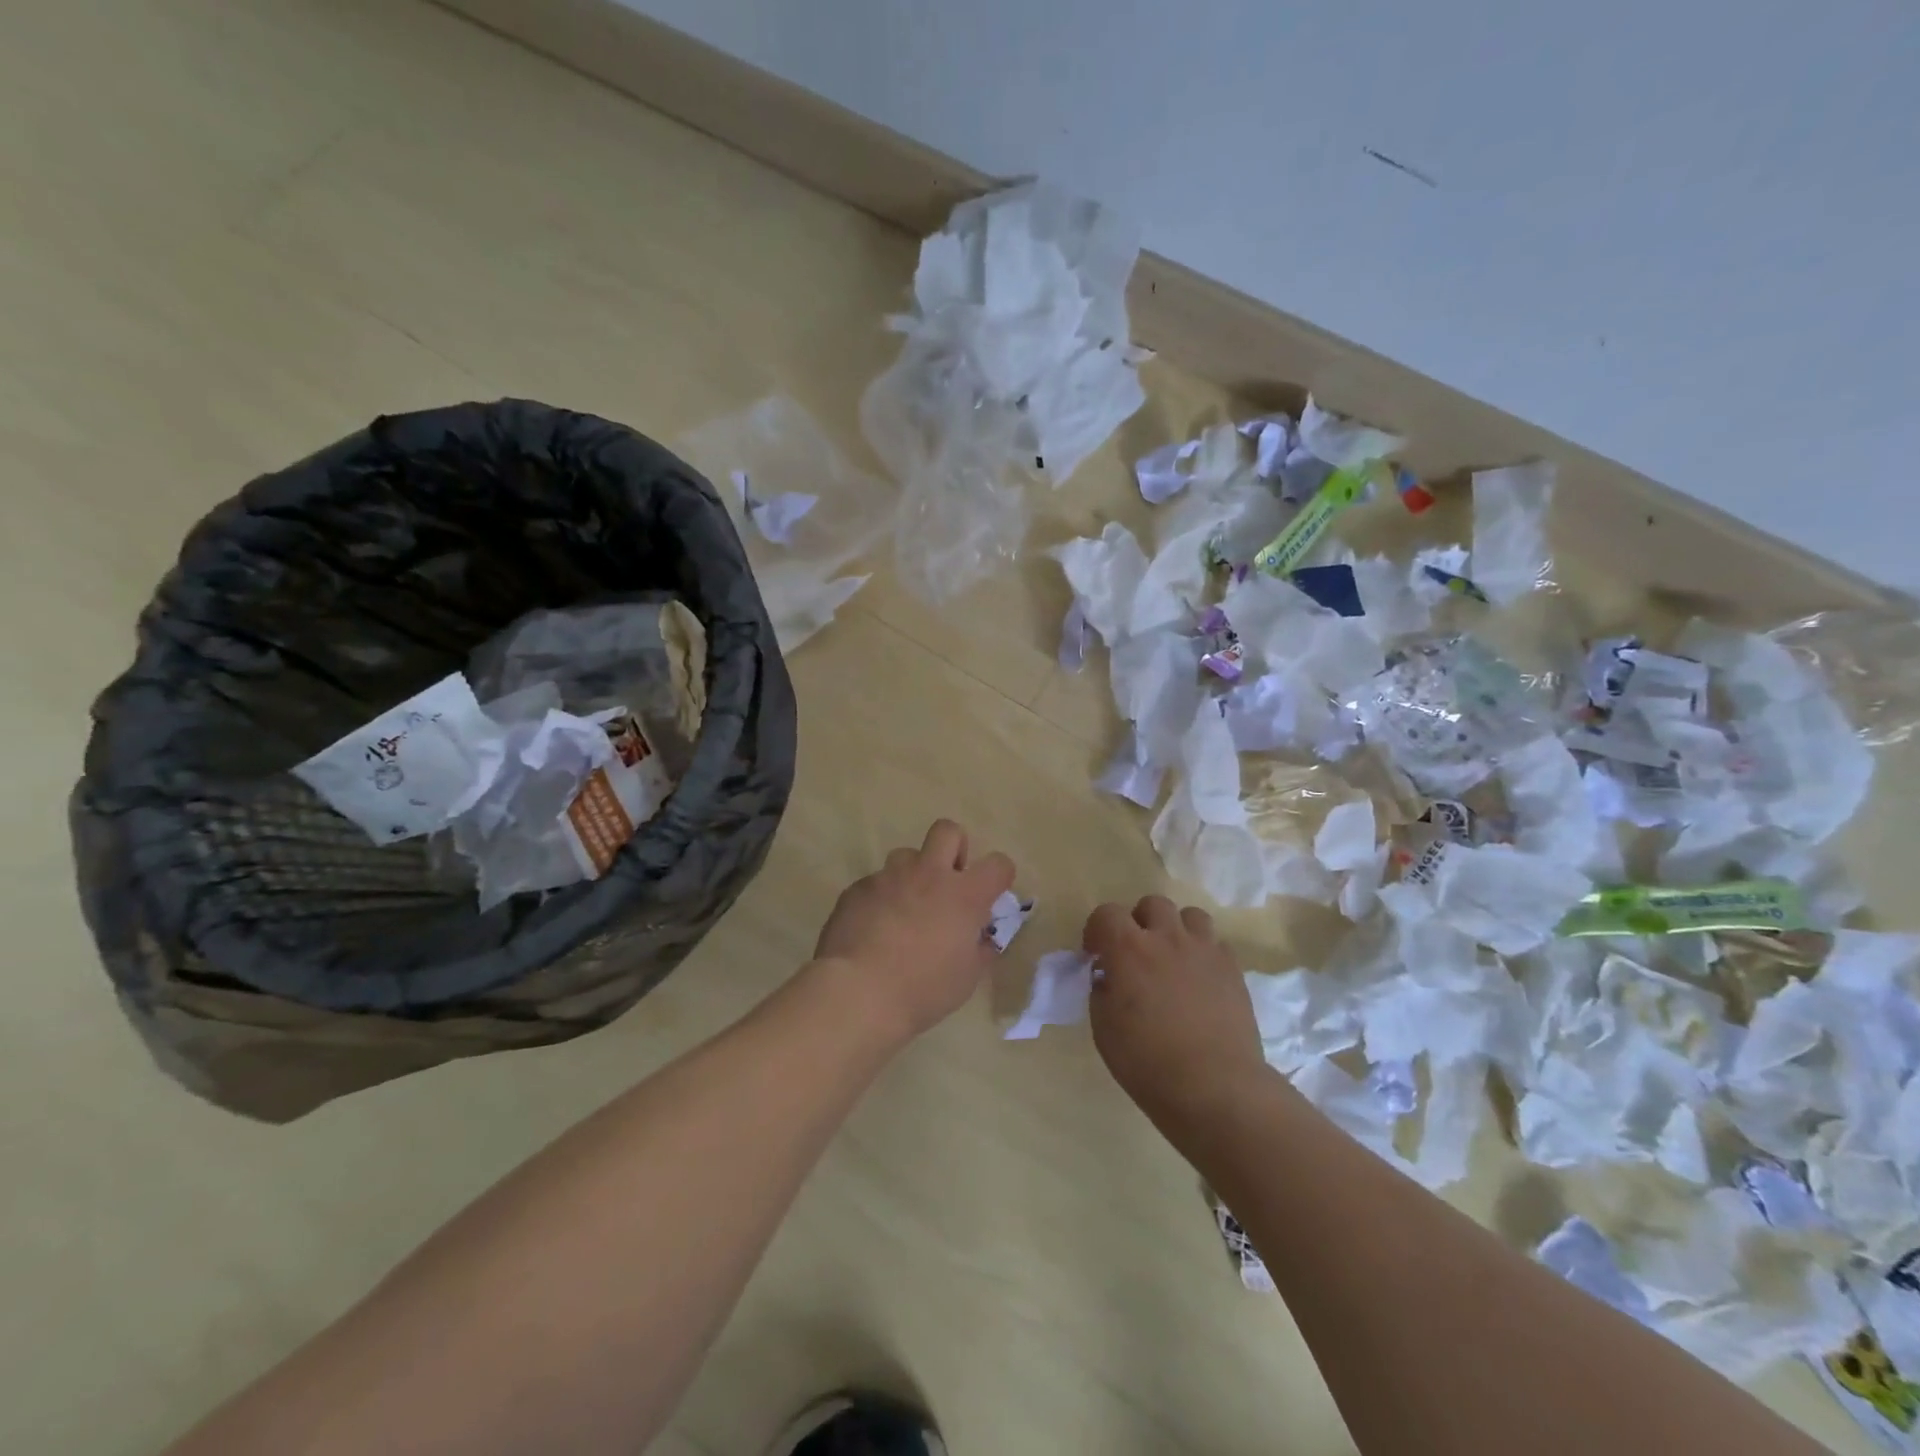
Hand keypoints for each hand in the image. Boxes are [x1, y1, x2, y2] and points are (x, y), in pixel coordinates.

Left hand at [812, 819, 1015, 1042]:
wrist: (858, 991)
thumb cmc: (923, 989)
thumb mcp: (966, 978)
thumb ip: (979, 950)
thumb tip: (982, 940)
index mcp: (964, 895)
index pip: (998, 864)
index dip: (999, 876)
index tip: (991, 895)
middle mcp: (928, 874)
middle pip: (947, 831)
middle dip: (953, 849)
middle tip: (948, 882)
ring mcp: (889, 877)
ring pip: (906, 855)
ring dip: (912, 875)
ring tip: (905, 909)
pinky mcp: (857, 888)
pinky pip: (875, 883)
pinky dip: (881, 899)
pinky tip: (873, 929)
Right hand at [1085, 896, 1267, 1124]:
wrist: (1215, 1087)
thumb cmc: (1148, 1063)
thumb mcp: (1104, 1029)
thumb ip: (1102, 991)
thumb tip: (1109, 977)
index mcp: (1128, 949)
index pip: (1106, 913)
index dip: (1097, 930)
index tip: (1096, 955)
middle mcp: (1167, 938)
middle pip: (1152, 904)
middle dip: (1139, 922)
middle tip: (1136, 953)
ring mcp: (1204, 950)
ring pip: (1190, 915)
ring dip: (1176, 930)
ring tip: (1173, 959)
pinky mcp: (1232, 968)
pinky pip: (1216, 943)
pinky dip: (1204, 953)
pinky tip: (1199, 980)